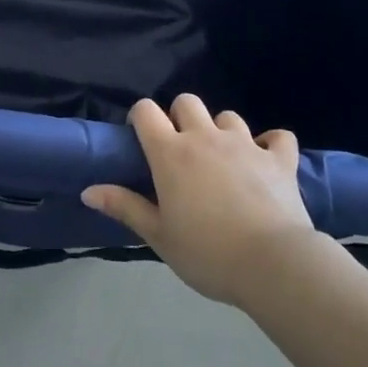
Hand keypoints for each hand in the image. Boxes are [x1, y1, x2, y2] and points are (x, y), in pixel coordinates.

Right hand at [82, 94, 320, 306]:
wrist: (273, 264)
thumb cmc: (207, 252)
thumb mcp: (158, 235)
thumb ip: (125, 207)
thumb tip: (87, 191)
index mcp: (171, 153)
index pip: (146, 111)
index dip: (140, 117)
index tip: (141, 139)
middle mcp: (205, 137)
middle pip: (187, 102)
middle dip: (180, 117)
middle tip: (182, 150)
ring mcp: (245, 144)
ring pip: (228, 117)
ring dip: (222, 131)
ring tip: (223, 159)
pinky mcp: (280, 159)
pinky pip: (278, 137)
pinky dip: (271, 144)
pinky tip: (267, 161)